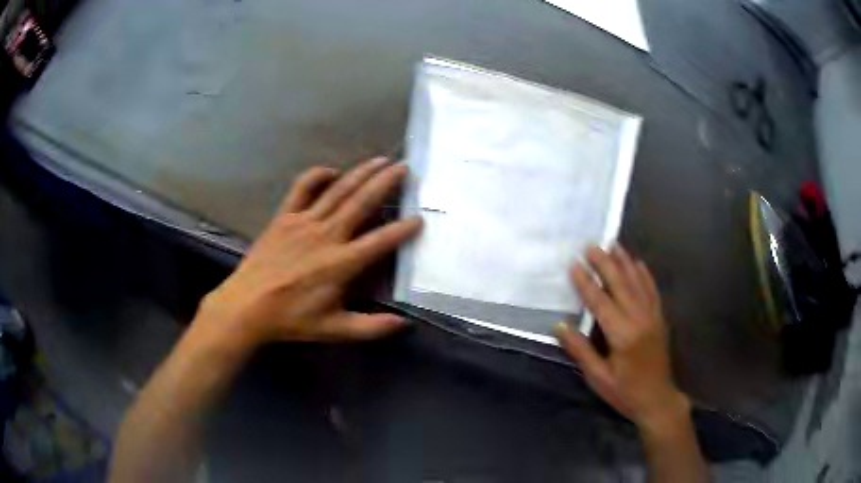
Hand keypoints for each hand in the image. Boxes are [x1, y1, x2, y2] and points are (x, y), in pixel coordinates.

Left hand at [195, 157, 421, 352]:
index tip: (419, 218)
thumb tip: (404, 323)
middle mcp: (325, 236)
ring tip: (380, 160)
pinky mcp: (284, 217)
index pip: (379, 241)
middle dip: (385, 183)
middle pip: (361, 203)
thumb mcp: (334, 330)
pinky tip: (332, 171)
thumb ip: (371, 327)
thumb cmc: (291, 318)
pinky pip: (302, 188)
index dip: (402, 229)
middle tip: (404, 168)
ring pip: (337, 190)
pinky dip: (318, 175)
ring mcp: (303, 222)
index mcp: (340, 264)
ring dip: (361, 173)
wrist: (247, 306)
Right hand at [556, 246, 688, 431]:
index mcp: (622, 335)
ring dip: (625, 262)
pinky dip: (645, 274)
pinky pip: (652, 290)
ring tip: (613, 244)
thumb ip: (580, 350)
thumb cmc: (624, 392)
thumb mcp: (598, 377)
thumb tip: (560, 325)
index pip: (600, 302)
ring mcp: (652, 316)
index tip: (574, 264)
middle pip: (621, 285)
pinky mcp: (660, 318)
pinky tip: (638, 263)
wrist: (657, 399)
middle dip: (605, 263)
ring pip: (638, 283)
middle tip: (591, 245)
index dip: (586, 283)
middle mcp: (639, 319)